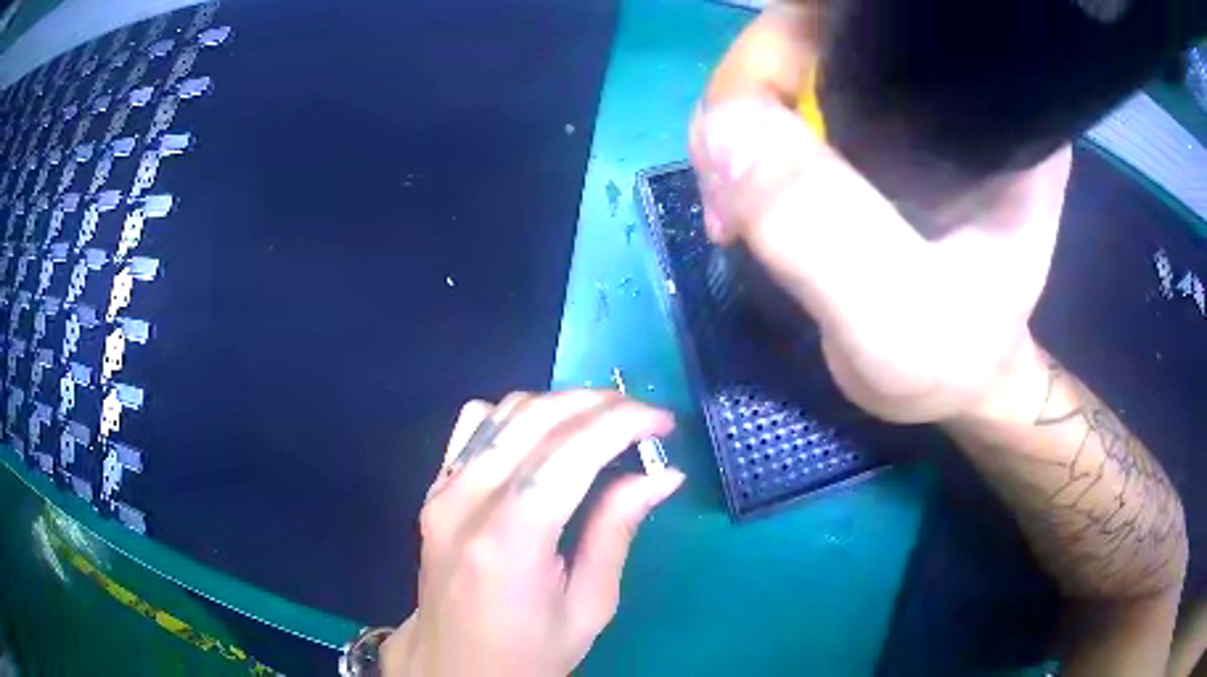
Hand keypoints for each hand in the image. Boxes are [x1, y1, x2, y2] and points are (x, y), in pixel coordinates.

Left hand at [382, 391, 684, 676]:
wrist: (454, 666)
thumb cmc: (527, 653)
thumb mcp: (588, 607)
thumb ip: (617, 532)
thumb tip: (662, 475)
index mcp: (509, 542)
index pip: (569, 453)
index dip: (622, 422)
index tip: (663, 421)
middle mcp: (465, 503)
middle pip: (535, 418)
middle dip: (599, 403)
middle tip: (643, 418)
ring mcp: (442, 491)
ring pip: (504, 410)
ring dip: (562, 404)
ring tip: (604, 424)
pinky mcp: (434, 489)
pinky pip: (474, 425)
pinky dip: (518, 415)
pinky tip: (546, 436)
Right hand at [688, 10, 1071, 422]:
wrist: (952, 383)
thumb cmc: (951, 356)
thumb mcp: (894, 314)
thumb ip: (821, 228)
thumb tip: (722, 124)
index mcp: (986, 106)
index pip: (876, 19)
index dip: (796, 38)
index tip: (751, 113)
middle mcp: (946, 85)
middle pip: (818, 30)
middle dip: (749, 89)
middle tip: (725, 186)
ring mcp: (900, 102)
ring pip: (790, 62)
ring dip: (736, 122)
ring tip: (730, 208)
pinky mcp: (865, 128)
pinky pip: (782, 101)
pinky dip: (741, 140)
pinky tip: (741, 196)